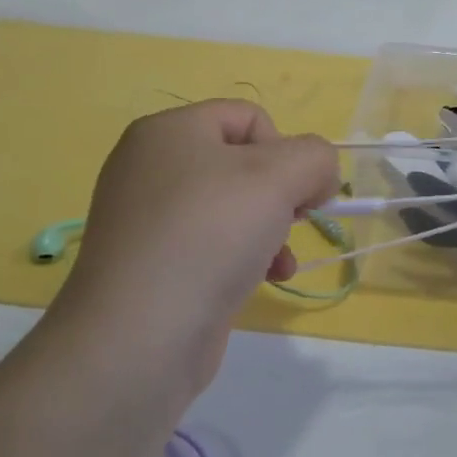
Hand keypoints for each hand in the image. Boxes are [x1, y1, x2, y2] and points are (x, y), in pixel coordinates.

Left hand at [43, 100, 338, 403]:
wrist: (138, 338)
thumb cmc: (210, 235)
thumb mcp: (281, 176)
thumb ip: (316, 158)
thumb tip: (317, 178)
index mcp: (169, 131)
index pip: (250, 117)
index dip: (285, 148)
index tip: (296, 190)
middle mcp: (151, 167)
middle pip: (243, 161)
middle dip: (282, 191)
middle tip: (293, 219)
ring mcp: (148, 219)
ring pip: (234, 205)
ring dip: (272, 227)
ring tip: (280, 256)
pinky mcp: (153, 265)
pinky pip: (214, 243)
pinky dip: (247, 255)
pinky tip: (265, 279)